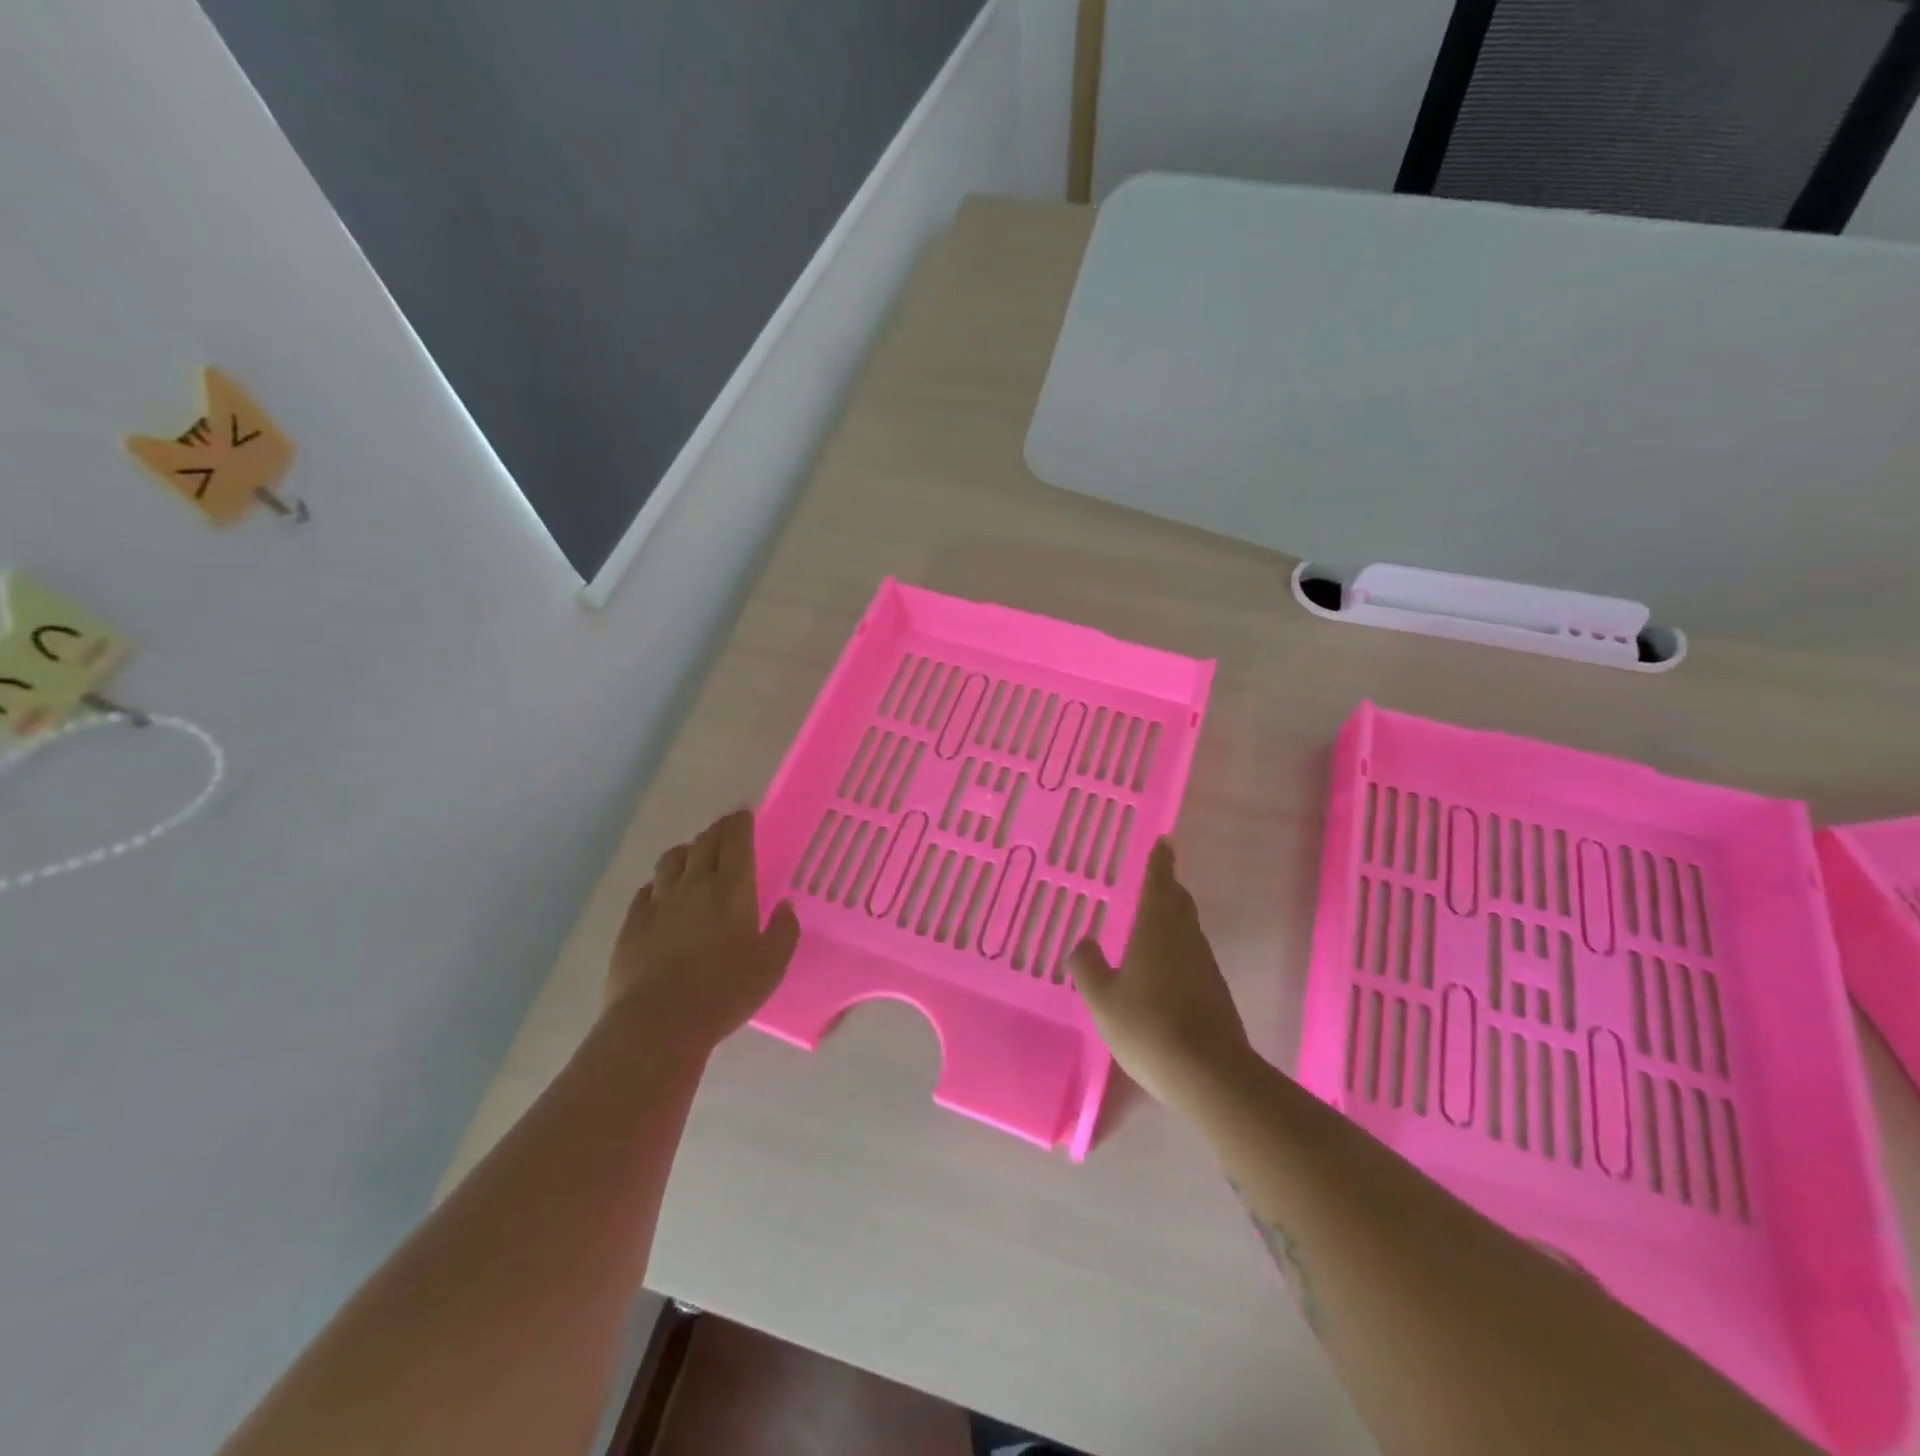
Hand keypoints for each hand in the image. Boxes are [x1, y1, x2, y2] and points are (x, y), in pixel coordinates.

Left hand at [607, 809, 800, 1057]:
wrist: (658, 1023)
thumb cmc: (724, 992)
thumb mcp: (771, 966)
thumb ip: (783, 931)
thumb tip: (785, 906)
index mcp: (732, 889)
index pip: (736, 841)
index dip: (741, 823)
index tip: (745, 814)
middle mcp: (694, 885)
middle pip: (704, 843)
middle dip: (718, 830)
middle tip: (727, 828)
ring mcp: (659, 902)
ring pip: (672, 860)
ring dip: (688, 850)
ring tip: (695, 855)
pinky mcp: (632, 923)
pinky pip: (647, 888)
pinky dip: (660, 881)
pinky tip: (663, 891)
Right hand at [1069, 838, 1251, 1111]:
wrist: (1209, 1074)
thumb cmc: (1148, 1027)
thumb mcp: (1102, 999)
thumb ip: (1088, 966)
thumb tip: (1084, 941)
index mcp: (1156, 929)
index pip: (1159, 884)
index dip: (1160, 862)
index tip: (1164, 842)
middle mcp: (1185, 939)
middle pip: (1179, 903)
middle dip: (1168, 888)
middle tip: (1156, 879)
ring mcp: (1204, 965)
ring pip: (1188, 929)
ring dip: (1173, 918)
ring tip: (1153, 922)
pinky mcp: (1215, 991)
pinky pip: (1192, 956)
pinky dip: (1178, 949)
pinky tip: (1164, 969)